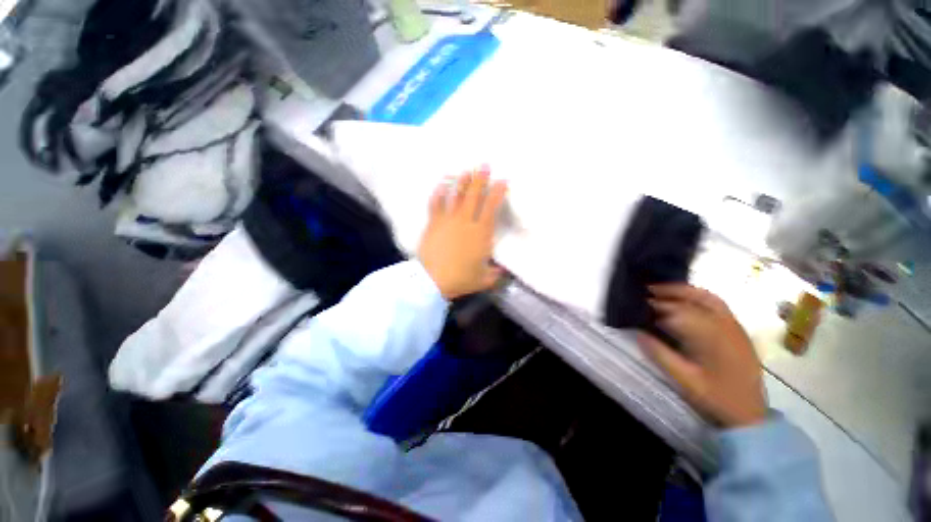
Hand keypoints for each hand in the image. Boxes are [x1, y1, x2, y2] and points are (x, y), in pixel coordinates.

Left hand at [418, 167, 506, 300]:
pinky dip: (439, 193)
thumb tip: (504, 271)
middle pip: (474, 195)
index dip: (498, 191)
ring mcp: (448, 220)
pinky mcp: (433, 223)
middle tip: (484, 165)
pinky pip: (436, 203)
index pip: (491, 206)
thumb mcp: (484, 279)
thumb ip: (496, 274)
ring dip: (462, 182)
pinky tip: (441, 185)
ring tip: (467, 171)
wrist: (433, 280)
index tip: (503, 180)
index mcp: (481, 232)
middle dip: (481, 179)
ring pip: (456, 196)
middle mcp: (465, 221)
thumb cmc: (461, 279)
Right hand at [637, 284, 766, 427]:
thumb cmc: (716, 397)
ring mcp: (735, 328)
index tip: (643, 304)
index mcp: (713, 339)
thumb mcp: (684, 380)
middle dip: (674, 290)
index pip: (683, 312)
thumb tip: (638, 333)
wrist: (750, 414)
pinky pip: (718, 306)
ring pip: (711, 298)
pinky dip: (699, 298)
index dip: (661, 305)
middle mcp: (727, 327)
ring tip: (665, 291)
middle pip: (700, 298)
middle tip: (650, 289)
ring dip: (687, 291)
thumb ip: (660, 355)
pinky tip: (686, 302)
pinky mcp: (738, 331)